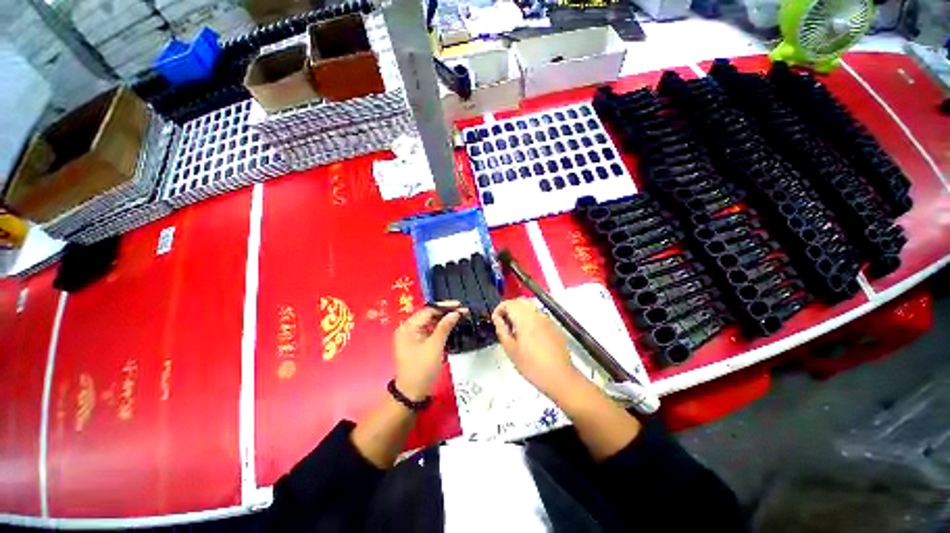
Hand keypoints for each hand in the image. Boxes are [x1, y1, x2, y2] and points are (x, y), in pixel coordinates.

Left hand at [393, 303, 463, 400]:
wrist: (412, 392)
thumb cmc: (422, 368)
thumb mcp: (435, 346)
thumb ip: (445, 327)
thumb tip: (455, 312)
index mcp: (408, 327)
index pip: (428, 311)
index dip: (445, 307)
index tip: (460, 305)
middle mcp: (408, 328)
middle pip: (428, 315)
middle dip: (445, 312)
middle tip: (462, 311)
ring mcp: (412, 336)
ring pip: (430, 322)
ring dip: (444, 319)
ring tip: (459, 316)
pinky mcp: (417, 343)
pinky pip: (429, 330)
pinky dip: (440, 328)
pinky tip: (451, 325)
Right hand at [491, 298, 580, 396]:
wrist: (559, 377)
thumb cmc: (532, 366)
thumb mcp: (510, 350)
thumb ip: (502, 330)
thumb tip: (497, 318)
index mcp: (525, 319)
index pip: (509, 303)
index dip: (499, 308)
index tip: (496, 319)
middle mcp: (537, 315)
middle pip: (520, 302)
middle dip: (509, 308)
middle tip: (504, 323)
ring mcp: (548, 320)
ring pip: (530, 307)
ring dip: (520, 312)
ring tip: (515, 329)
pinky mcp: (554, 326)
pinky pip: (539, 316)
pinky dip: (530, 318)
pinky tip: (529, 335)